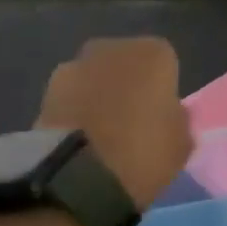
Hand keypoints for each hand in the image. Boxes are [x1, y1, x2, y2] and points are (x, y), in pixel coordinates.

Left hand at [38, 37, 193, 208]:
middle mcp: (112, 48)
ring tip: (102, 135)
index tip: (161, 115)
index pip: (165, 63)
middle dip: (128, 85)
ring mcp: (73, 67)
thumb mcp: (182, 142)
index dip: (163, 89)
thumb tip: (169, 112)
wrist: (77, 177)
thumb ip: (178, 119)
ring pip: (95, 79)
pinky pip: (71, 99)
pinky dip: (76, 112)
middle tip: (132, 121)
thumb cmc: (144, 152)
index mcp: (153, 52)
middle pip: (126, 64)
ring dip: (98, 96)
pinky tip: (81, 140)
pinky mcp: (43, 92)